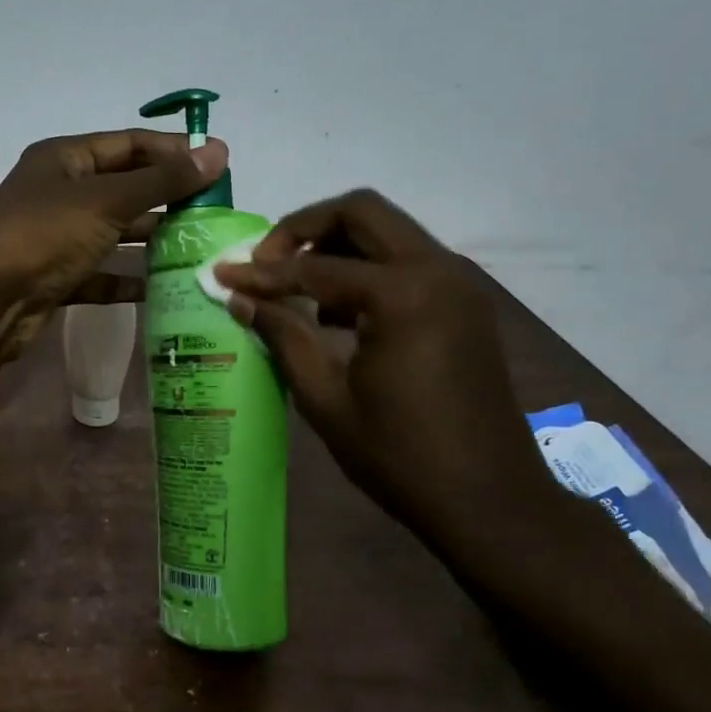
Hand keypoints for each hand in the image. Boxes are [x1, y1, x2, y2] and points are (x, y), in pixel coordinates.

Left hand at [0, 129, 228, 350]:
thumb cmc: (44, 235)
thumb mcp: (107, 200)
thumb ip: (162, 180)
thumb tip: (219, 152)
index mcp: (65, 158)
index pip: (129, 144)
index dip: (173, 151)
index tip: (218, 164)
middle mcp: (60, 192)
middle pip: (124, 186)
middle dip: (167, 196)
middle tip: (213, 210)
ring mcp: (58, 236)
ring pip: (114, 231)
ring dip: (150, 237)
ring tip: (197, 245)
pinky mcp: (58, 277)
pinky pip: (101, 272)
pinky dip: (126, 278)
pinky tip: (160, 287)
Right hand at [213, 189, 555, 541]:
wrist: (488, 499)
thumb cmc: (399, 456)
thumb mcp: (326, 398)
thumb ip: (283, 336)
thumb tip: (240, 297)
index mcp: (401, 294)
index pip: (314, 267)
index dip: (261, 272)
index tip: (222, 274)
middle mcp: (437, 270)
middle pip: (361, 212)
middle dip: (304, 229)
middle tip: (265, 264)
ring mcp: (458, 283)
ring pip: (388, 231)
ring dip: (338, 246)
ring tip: (299, 291)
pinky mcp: (466, 303)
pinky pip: (408, 261)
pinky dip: (369, 268)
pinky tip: (341, 315)